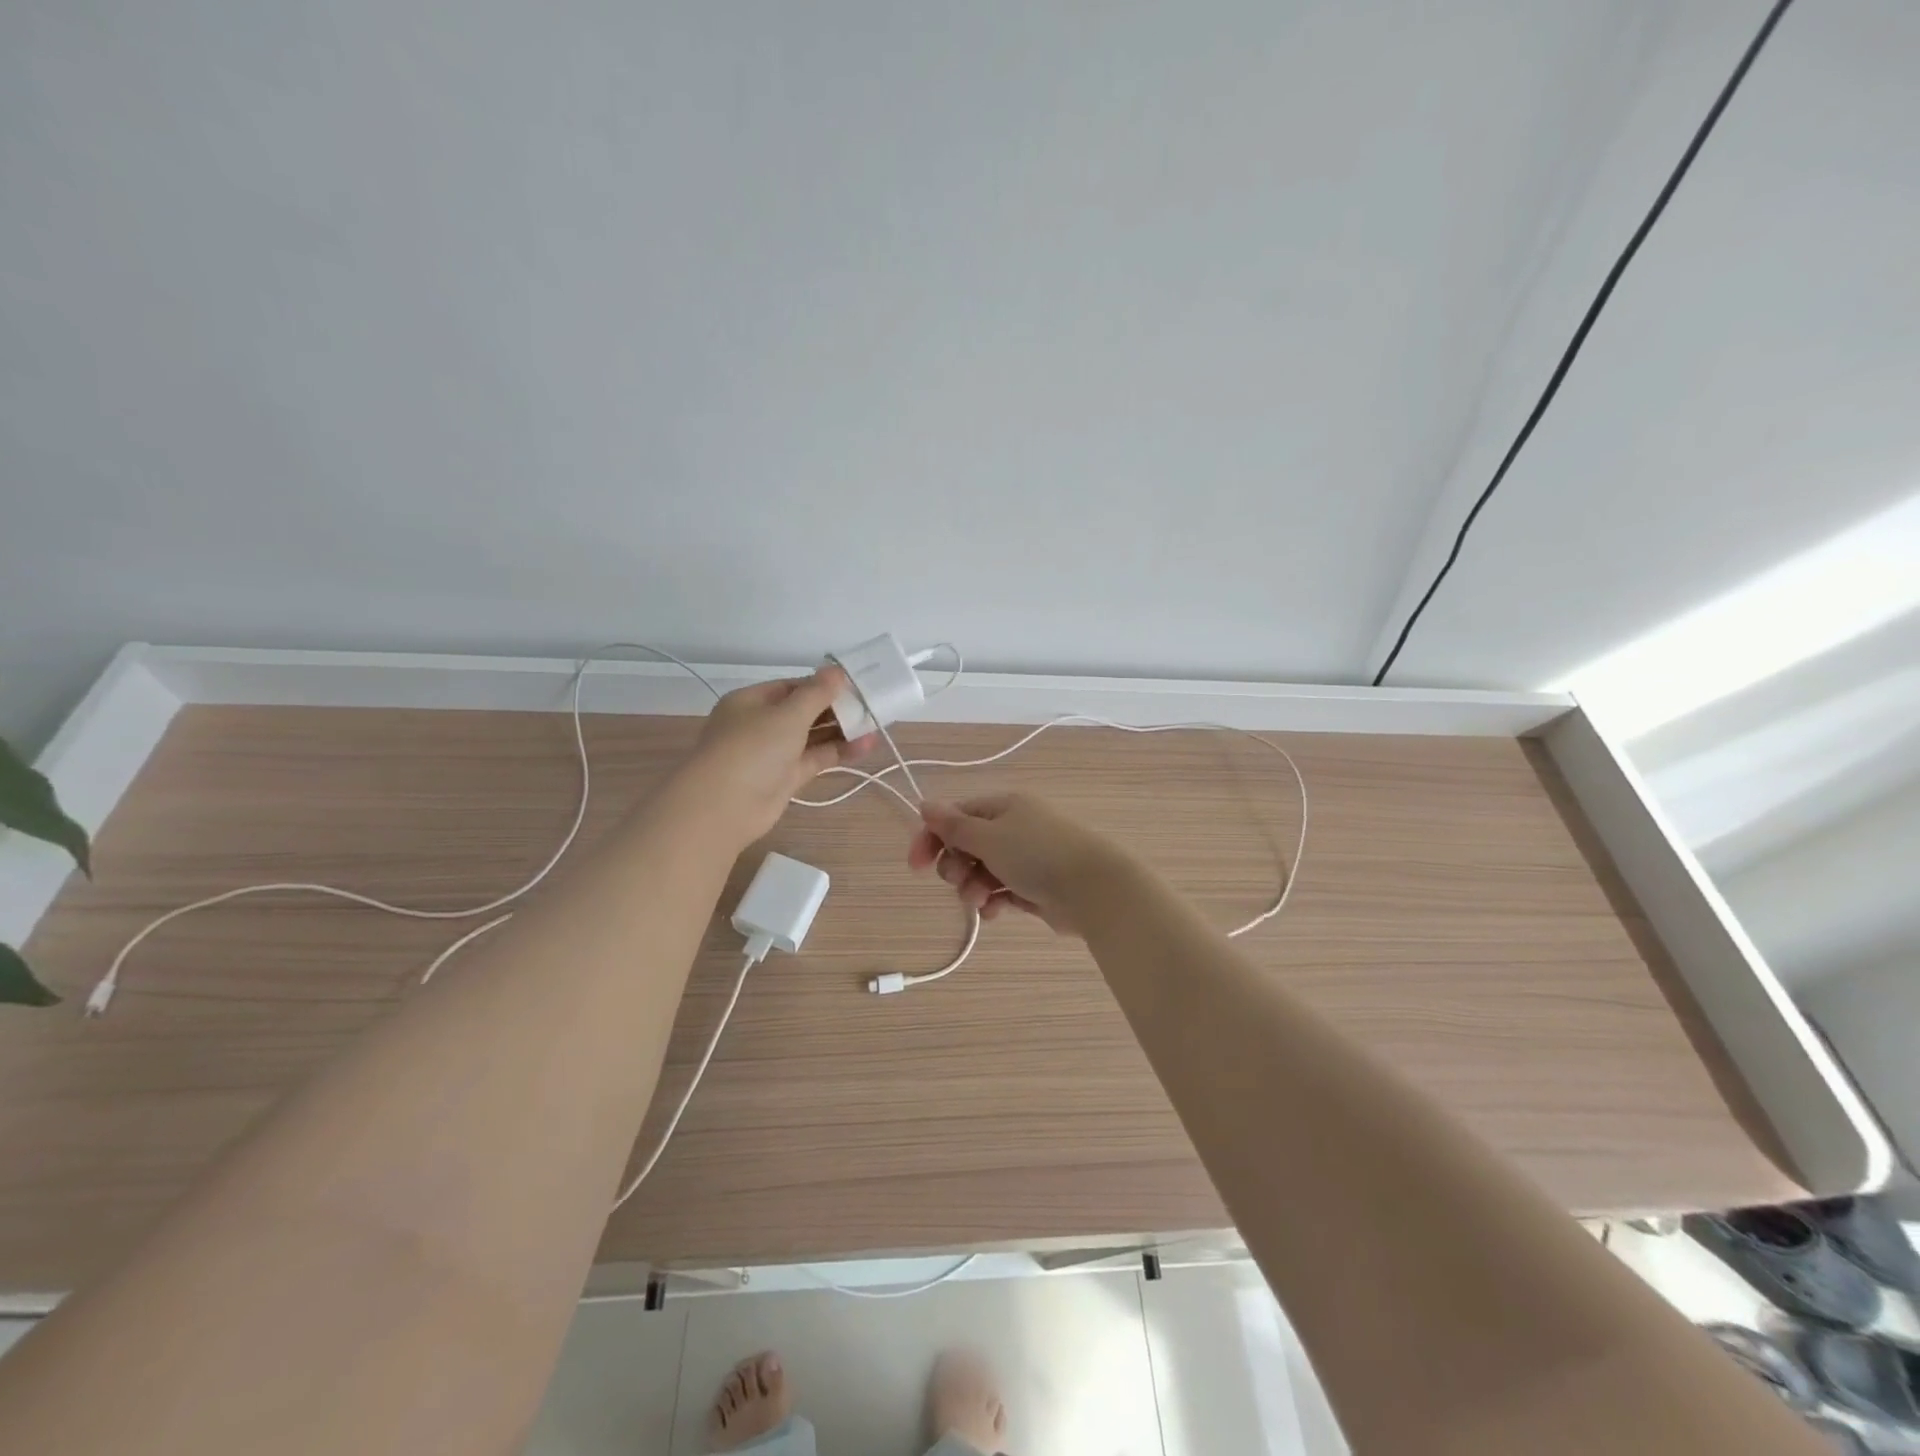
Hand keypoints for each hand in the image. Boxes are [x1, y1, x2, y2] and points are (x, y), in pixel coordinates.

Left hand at [680, 668, 874, 846]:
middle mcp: (760, 724)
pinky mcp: (785, 778)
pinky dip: (839, 752)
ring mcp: (773, 753)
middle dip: (836, 708)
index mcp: (752, 701)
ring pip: (812, 736)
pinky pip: (816, 758)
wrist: (724, 807)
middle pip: (803, 711)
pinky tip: (866, 745)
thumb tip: (836, 670)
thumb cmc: (752, 748)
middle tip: (870, 704)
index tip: (854, 684)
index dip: (822, 685)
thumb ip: (816, 693)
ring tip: (876, 724)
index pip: (792, 687)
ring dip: (841, 730)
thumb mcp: (787, 714)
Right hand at [907, 793, 1121, 936]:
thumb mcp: (989, 836)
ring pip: (983, 871)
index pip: (956, 816)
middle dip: (956, 866)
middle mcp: (1014, 828)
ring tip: (981, 901)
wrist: (1093, 889)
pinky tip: (995, 912)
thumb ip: (953, 825)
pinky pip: (1002, 891)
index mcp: (1003, 807)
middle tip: (960, 880)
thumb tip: (924, 804)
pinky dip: (994, 901)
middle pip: (967, 845)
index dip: (932, 838)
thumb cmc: (1037, 855)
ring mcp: (1026, 858)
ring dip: (973, 887)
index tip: (916, 866)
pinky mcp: (1035, 886)